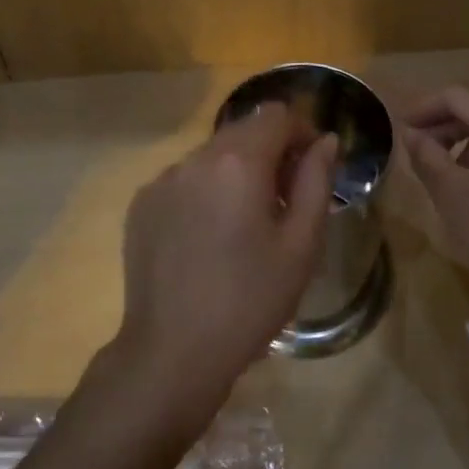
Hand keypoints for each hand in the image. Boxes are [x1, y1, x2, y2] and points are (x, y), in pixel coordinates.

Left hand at [111, 103, 338, 427]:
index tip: (313, 167)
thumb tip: (327, 141)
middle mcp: (195, 158)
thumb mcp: (300, 246)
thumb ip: (316, 182)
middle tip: (285, 197)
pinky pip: (183, 180)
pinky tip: (208, 237)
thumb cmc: (249, 301)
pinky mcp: (141, 203)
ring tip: (245, 222)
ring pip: (211, 155)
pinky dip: (204, 191)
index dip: (302, 132)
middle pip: (242, 131)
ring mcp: (162, 179)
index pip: (276, 116)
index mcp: (238, 162)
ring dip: (236, 171)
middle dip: (271, 150)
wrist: (172, 352)